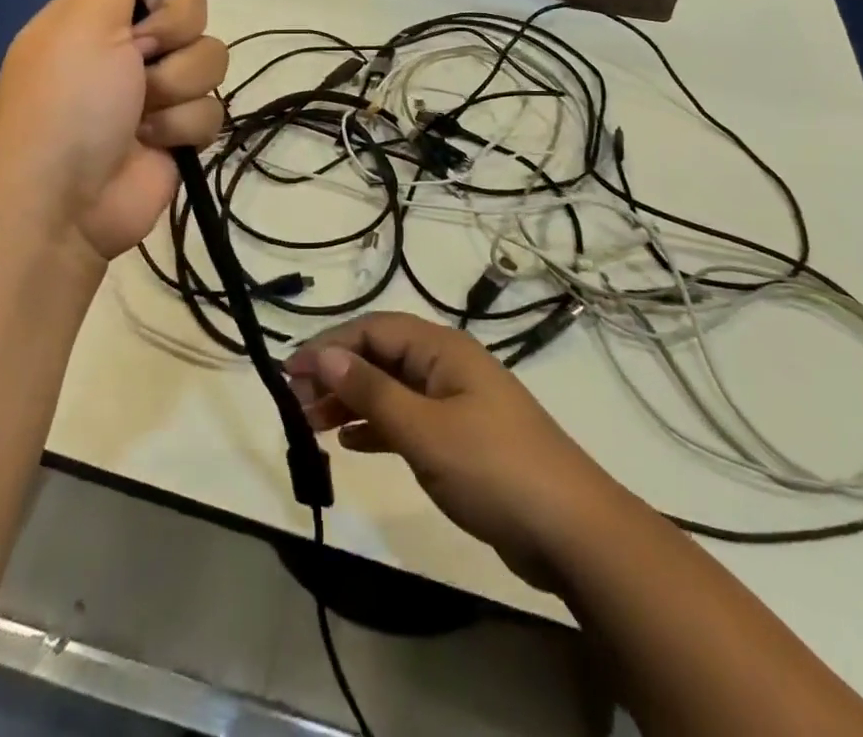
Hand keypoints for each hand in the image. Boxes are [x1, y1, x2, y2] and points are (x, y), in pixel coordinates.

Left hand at [0, 0, 226, 262]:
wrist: (66, 206)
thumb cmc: (66, 103)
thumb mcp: (84, 25)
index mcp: (97, 12)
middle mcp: (129, 44)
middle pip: (190, 8)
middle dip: (171, 33)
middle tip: (139, 55)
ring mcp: (157, 88)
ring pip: (209, 58)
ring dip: (176, 87)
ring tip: (141, 114)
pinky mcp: (179, 129)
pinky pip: (212, 108)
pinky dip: (182, 126)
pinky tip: (153, 143)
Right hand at [286, 313, 616, 591]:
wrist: (572, 532)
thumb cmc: (494, 468)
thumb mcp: (425, 430)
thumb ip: (372, 392)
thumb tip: (324, 354)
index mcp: (442, 349)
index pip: (375, 330)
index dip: (331, 346)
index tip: (290, 372)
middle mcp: (448, 366)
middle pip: (381, 357)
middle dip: (338, 374)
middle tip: (297, 404)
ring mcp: (457, 403)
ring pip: (392, 389)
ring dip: (353, 401)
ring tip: (313, 424)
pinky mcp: (462, 439)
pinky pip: (408, 419)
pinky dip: (378, 427)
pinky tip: (352, 443)